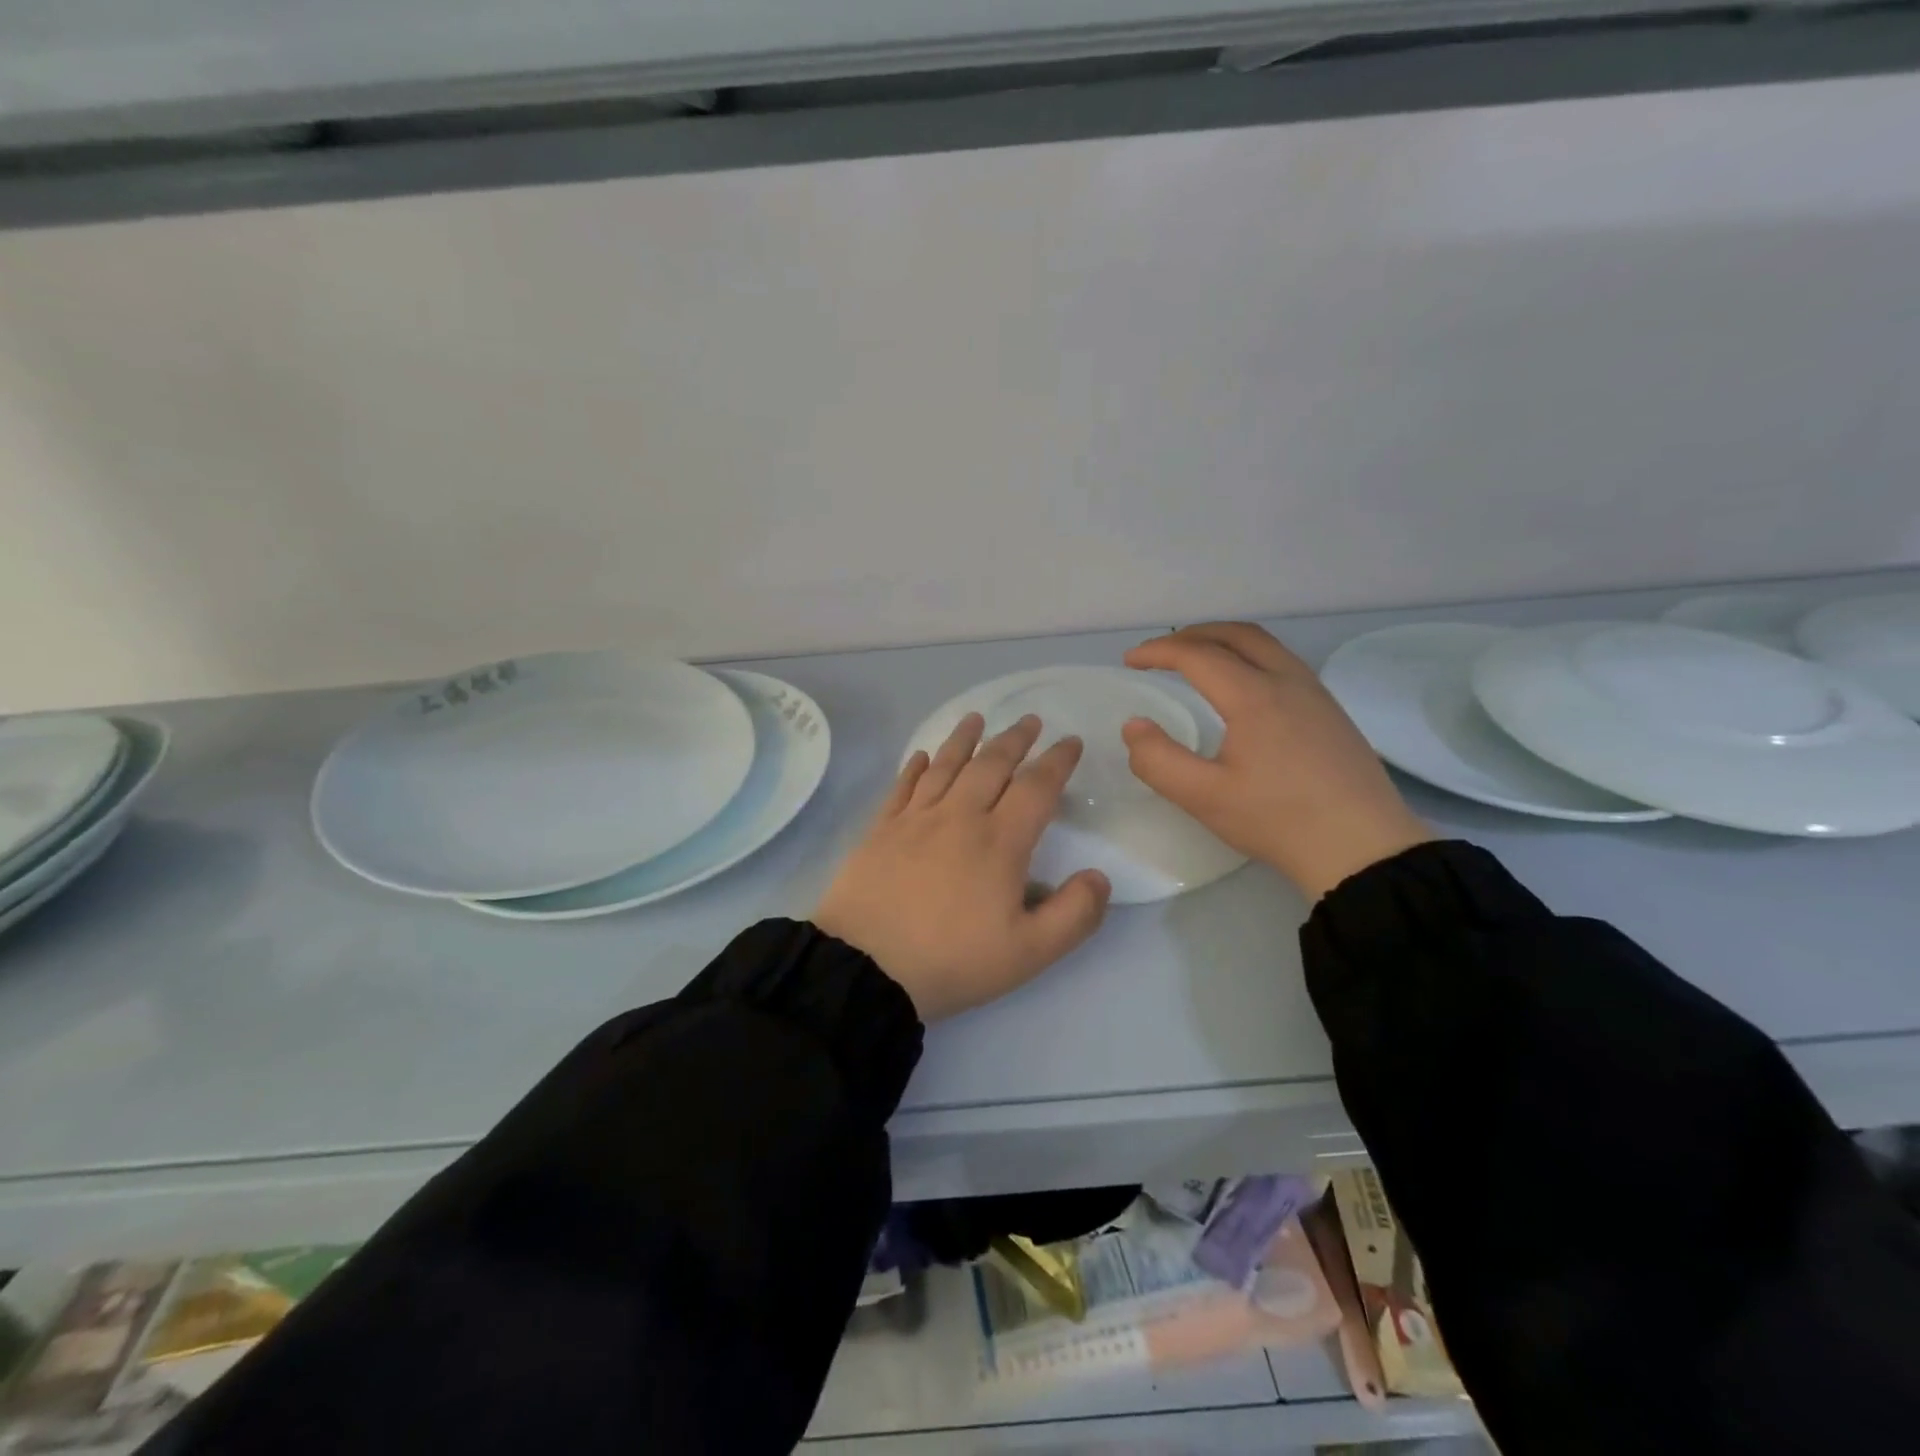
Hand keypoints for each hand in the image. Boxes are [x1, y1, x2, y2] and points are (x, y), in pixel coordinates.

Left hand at [815, 714, 1112, 1021]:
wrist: (866, 968)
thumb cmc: (952, 960)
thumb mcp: (1029, 953)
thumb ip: (1074, 914)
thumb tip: (1099, 877)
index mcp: (999, 842)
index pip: (1036, 787)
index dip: (1057, 761)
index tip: (1071, 742)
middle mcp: (958, 817)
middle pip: (991, 765)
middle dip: (1015, 740)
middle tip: (1030, 721)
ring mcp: (915, 819)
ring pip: (945, 766)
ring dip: (964, 739)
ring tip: (977, 719)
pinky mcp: (880, 830)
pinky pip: (903, 787)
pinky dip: (915, 767)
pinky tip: (920, 756)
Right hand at [1122, 623, 1431, 899]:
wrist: (1363, 848)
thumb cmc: (1277, 820)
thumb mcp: (1204, 797)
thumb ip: (1157, 760)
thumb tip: (1135, 726)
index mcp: (1254, 695)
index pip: (1197, 655)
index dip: (1158, 651)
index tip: (1129, 661)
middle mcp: (1288, 681)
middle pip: (1236, 634)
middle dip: (1192, 635)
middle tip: (1160, 652)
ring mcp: (1316, 694)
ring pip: (1266, 645)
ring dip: (1224, 642)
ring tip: (1197, 661)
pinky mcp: (1331, 712)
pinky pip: (1284, 663)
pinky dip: (1250, 657)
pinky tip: (1242, 688)